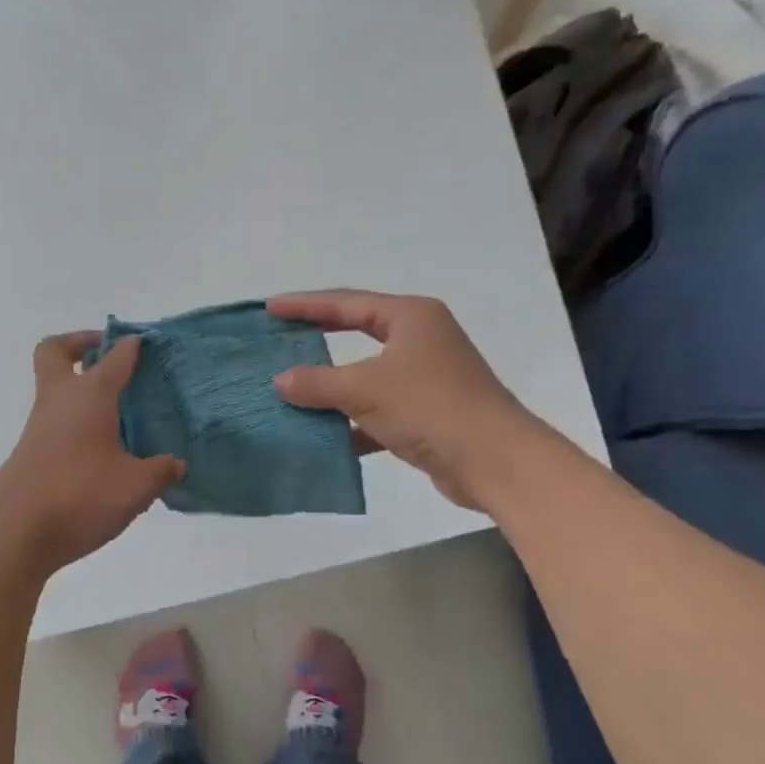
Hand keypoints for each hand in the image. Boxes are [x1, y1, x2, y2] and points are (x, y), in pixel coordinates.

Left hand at [0, 333, 184, 577]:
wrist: (14, 534)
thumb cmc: (80, 496)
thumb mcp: (135, 487)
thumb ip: (160, 471)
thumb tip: (176, 464)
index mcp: (89, 396)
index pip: (114, 357)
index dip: (130, 346)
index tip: (145, 342)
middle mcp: (59, 401)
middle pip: (56, 352)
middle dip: (80, 345)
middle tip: (107, 357)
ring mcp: (39, 428)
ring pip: (55, 390)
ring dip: (80, 389)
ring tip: (118, 413)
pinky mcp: (30, 454)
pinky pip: (55, 423)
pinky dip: (76, 423)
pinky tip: (102, 453)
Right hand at [268, 290, 531, 509]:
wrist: (494, 461)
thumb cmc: (430, 408)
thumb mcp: (365, 390)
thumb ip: (318, 383)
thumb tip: (280, 381)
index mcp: (411, 317)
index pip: (347, 302)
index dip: (305, 305)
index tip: (270, 308)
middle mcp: (420, 340)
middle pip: (357, 332)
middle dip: (318, 339)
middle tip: (280, 339)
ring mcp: (425, 378)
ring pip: (366, 376)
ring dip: (331, 387)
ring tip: (290, 390)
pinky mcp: (426, 414)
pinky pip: (377, 411)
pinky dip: (352, 422)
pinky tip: (322, 437)